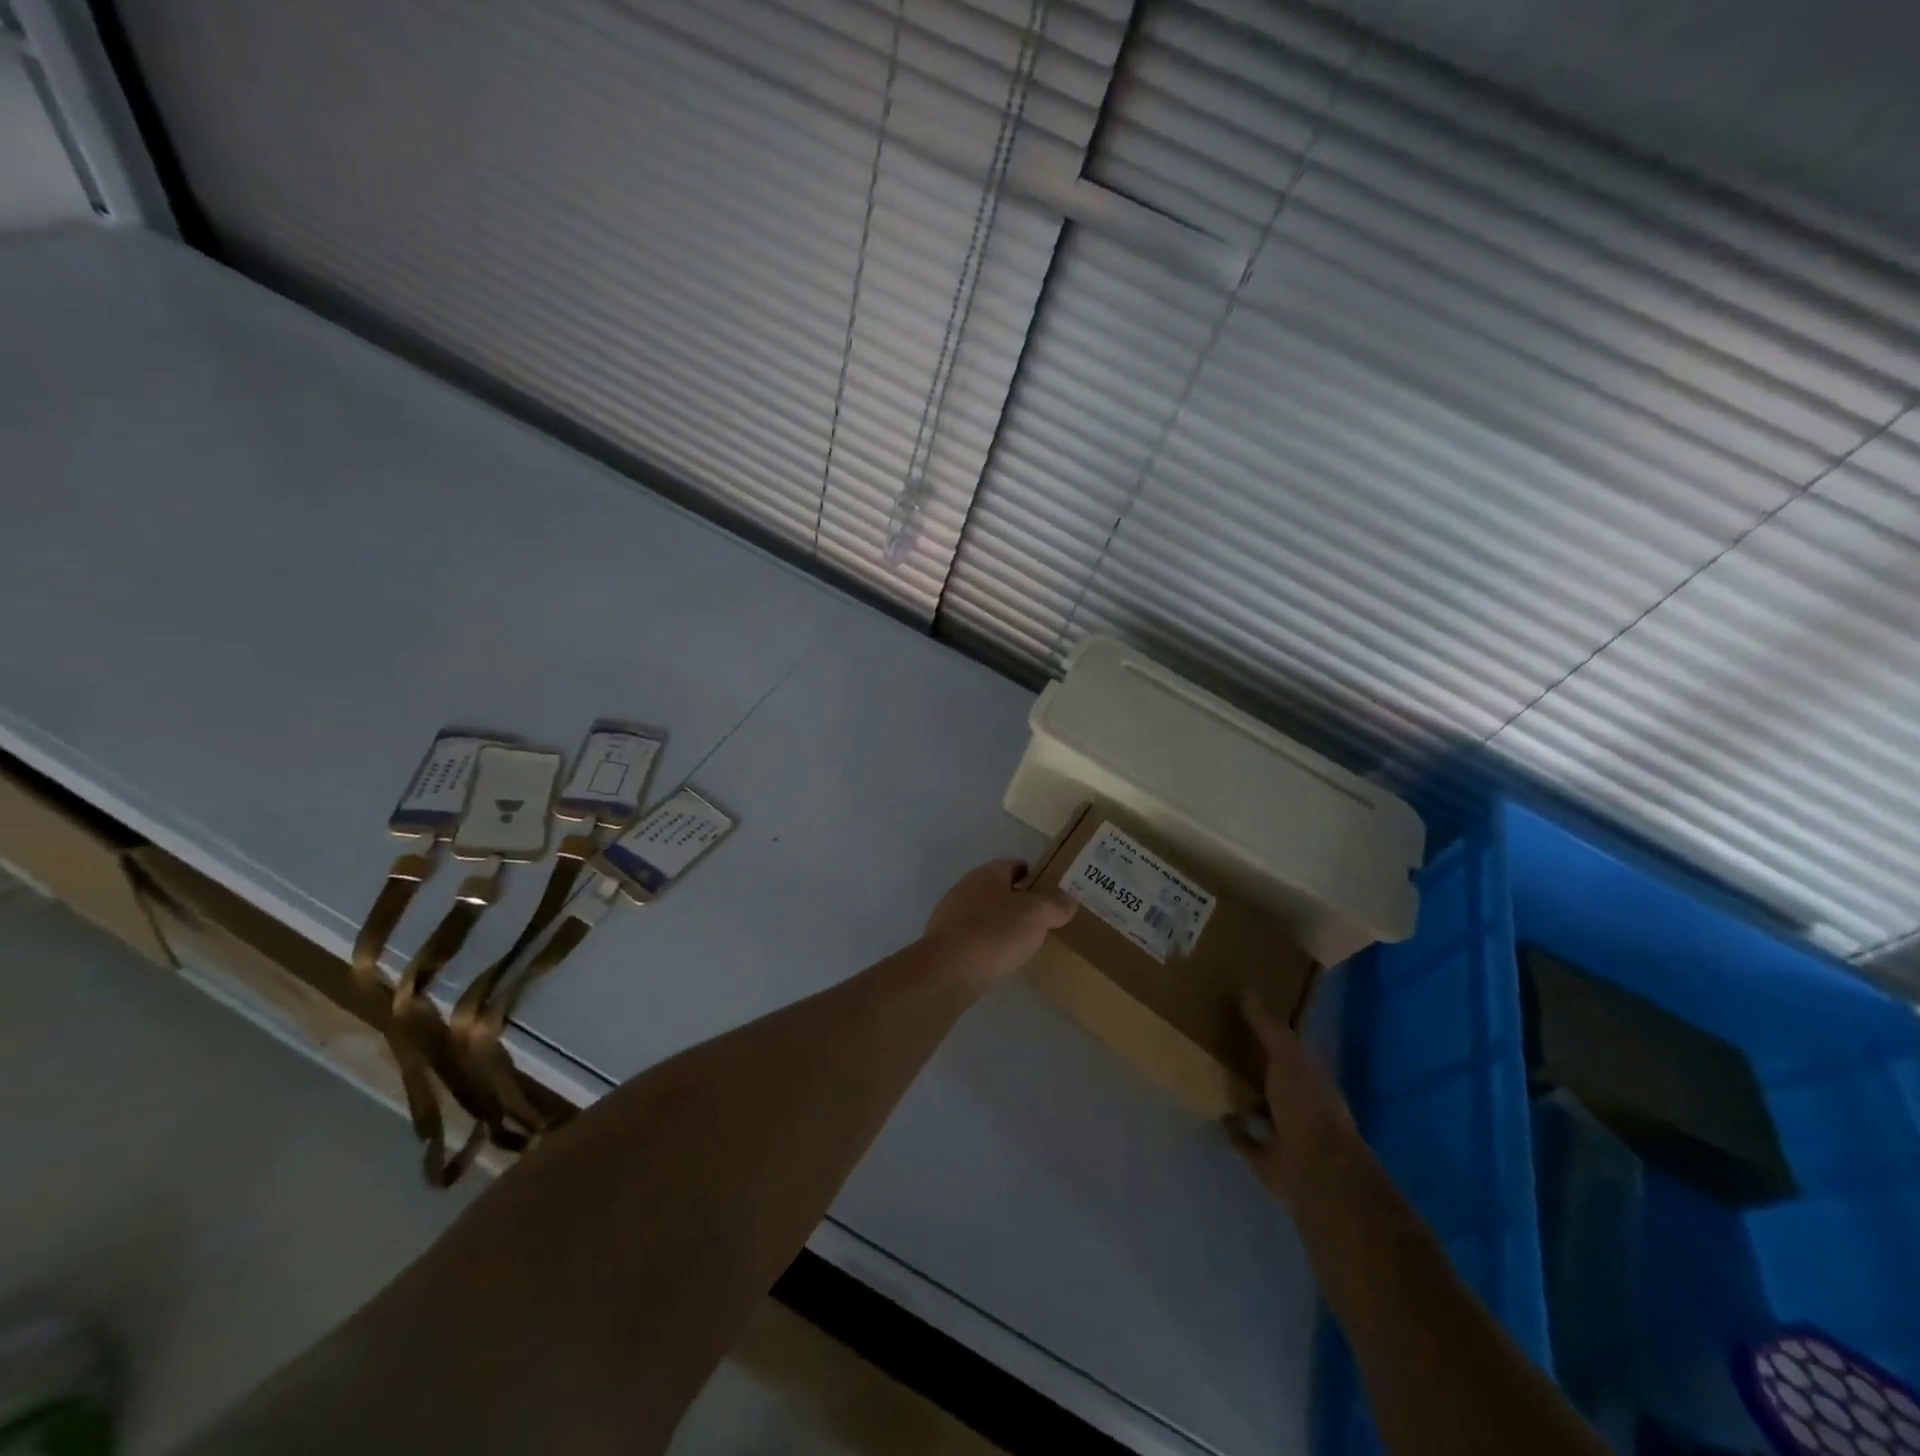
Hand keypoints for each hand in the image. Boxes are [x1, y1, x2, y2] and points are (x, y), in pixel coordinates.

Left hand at [923, 860, 1074, 983]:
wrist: (950, 970)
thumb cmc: (996, 932)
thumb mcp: (1036, 915)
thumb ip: (1055, 905)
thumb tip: (1069, 899)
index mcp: (986, 874)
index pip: (1013, 865)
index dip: (1032, 874)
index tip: (1050, 888)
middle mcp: (965, 888)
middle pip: (997, 889)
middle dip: (1017, 900)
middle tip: (1041, 917)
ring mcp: (950, 915)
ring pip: (984, 913)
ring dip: (1001, 923)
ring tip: (1024, 940)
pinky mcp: (944, 943)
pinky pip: (973, 937)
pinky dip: (987, 943)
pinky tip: (1000, 958)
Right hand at [1230, 989, 1359, 1200]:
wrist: (1317, 1170)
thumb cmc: (1306, 1105)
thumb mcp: (1287, 1055)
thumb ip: (1267, 1026)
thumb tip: (1246, 989)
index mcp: (1310, 1075)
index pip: (1289, 1047)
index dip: (1270, 1032)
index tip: (1243, 1013)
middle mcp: (1300, 1102)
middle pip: (1273, 1077)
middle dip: (1252, 1063)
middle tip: (1218, 1040)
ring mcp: (1285, 1133)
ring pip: (1260, 1108)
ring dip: (1242, 1096)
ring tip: (1211, 1074)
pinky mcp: (1267, 1159)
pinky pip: (1245, 1139)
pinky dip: (1233, 1129)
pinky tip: (1215, 1113)